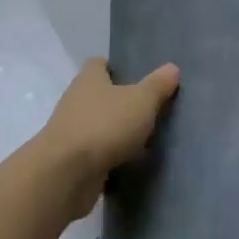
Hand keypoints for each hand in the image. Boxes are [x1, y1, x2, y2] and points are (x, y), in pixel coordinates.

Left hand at [35, 59, 180, 216]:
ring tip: (144, 141)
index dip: (115, 67)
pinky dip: (109, 158)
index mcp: (89, 79)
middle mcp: (75, 101)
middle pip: (99, 95)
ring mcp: (70, 131)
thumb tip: (172, 68)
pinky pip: (95, 154)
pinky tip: (129, 165)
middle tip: (148, 110)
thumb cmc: (105, 125)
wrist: (66, 174)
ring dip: (115, 132)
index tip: (135, 76)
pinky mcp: (71, 160)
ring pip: (98, 126)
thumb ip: (157, 85)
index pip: (98, 64)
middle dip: (120, 103)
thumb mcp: (141, 101)